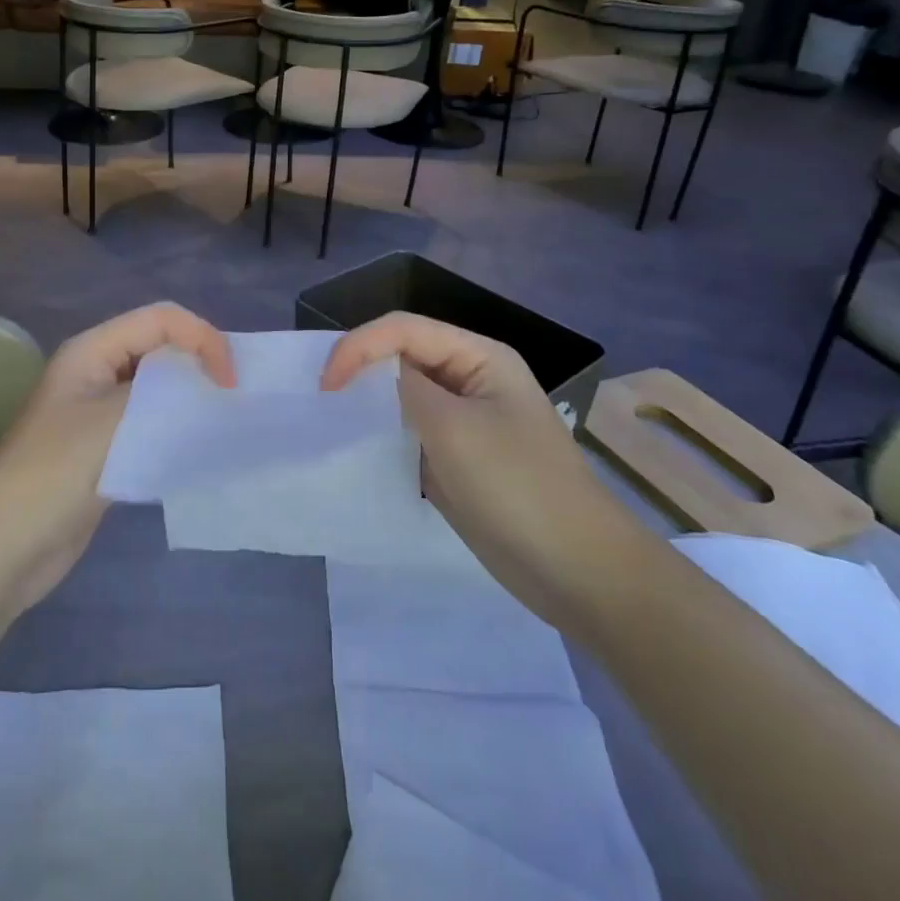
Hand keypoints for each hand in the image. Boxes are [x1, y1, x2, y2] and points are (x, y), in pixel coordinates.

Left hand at [0, 303, 233, 614]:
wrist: (2, 546)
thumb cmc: (54, 473)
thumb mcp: (112, 421)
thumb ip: (164, 393)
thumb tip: (208, 385)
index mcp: (92, 351)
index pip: (161, 320)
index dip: (201, 339)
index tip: (229, 383)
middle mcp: (97, 371)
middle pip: (160, 347)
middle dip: (200, 363)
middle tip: (235, 400)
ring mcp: (99, 412)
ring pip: (158, 387)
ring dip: (191, 397)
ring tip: (225, 420)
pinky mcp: (105, 448)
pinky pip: (151, 422)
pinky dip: (178, 427)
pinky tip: (199, 447)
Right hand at [321, 314, 639, 621]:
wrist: (578, 571)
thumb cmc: (517, 487)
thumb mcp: (453, 429)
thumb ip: (405, 389)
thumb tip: (373, 374)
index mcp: (479, 356)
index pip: (403, 329)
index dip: (359, 346)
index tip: (326, 385)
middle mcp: (470, 378)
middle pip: (402, 355)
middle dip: (360, 368)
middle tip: (322, 399)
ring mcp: (464, 420)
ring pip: (403, 394)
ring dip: (369, 402)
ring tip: (332, 420)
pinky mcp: (457, 456)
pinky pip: (410, 431)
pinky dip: (383, 434)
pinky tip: (359, 449)